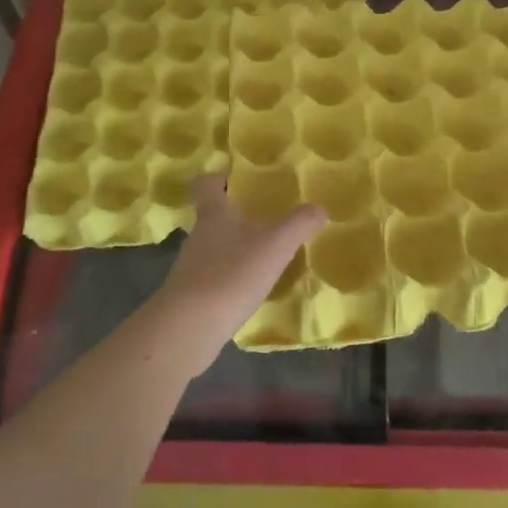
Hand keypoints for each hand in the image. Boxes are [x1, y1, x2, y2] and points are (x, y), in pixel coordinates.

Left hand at [147, 175, 325, 364]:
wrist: (188, 328)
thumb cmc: (231, 275)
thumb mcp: (274, 246)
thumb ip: (299, 224)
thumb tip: (319, 208)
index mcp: (214, 216)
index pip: (208, 185)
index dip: (220, 178)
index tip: (237, 179)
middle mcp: (199, 237)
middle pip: (213, 217)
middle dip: (236, 215)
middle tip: (265, 218)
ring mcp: (192, 268)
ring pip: (214, 248)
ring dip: (235, 248)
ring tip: (264, 255)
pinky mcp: (192, 297)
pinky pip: (214, 278)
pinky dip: (232, 278)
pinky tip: (251, 289)